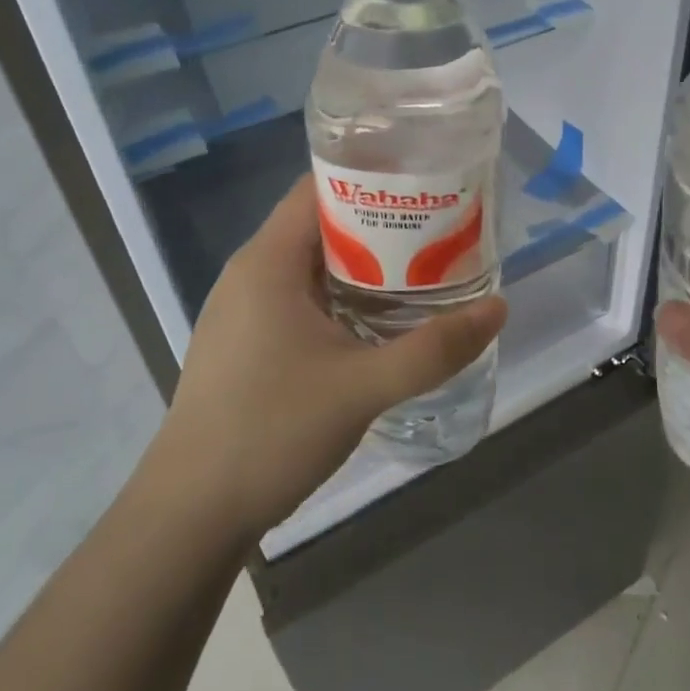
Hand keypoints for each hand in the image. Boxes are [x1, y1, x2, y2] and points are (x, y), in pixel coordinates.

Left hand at [145, 176, 506, 541]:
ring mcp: (244, 311)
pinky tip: (380, 322)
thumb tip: (498, 308)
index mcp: (267, 261)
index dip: (373, 176)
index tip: (426, 182)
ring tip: (423, 270)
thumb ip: (435, 348)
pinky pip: (301, 300)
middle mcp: (251, 274)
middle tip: (441, 231)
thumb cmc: (270, 432)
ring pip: (313, 267)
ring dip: (365, 265)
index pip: (320, 187)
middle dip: (381, 224)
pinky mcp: (246, 344)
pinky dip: (343, 298)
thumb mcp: (363, 387)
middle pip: (322, 224)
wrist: (190, 514)